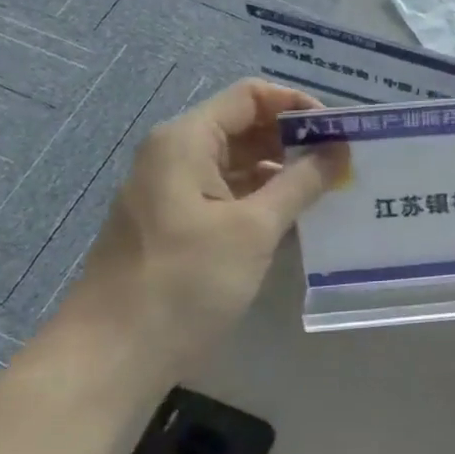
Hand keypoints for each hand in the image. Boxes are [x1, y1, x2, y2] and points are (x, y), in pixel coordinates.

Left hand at [62, 79, 344, 378]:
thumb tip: (340, 149)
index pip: (252, 96)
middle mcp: (175, 155)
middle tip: (343, 163)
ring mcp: (172, 191)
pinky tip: (294, 220)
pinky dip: (261, 199)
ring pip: (237, 163)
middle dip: (294, 140)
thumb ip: (302, 182)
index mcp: (186, 140)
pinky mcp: (175, 224)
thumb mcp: (254, 229)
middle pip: (244, 126)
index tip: (339, 133)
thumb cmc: (184, 283)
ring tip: (328, 191)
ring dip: (281, 172)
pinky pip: (226, 194)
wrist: (111, 358)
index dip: (298, 105)